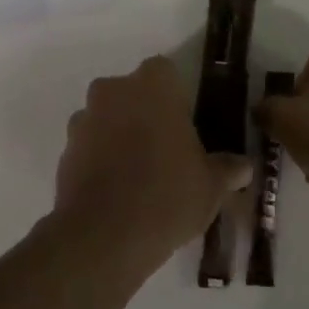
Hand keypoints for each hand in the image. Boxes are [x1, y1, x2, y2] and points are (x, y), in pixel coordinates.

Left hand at [52, 56, 248, 271]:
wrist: (103, 237)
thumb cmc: (167, 196)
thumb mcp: (211, 186)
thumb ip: (227, 169)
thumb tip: (243, 166)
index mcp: (153, 86)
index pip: (165, 72)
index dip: (176, 96)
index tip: (185, 125)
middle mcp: (114, 91)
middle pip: (133, 92)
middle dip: (145, 113)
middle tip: (166, 149)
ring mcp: (84, 118)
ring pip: (108, 117)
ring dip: (120, 135)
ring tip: (139, 175)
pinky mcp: (65, 149)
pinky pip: (89, 145)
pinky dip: (100, 159)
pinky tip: (116, 191)